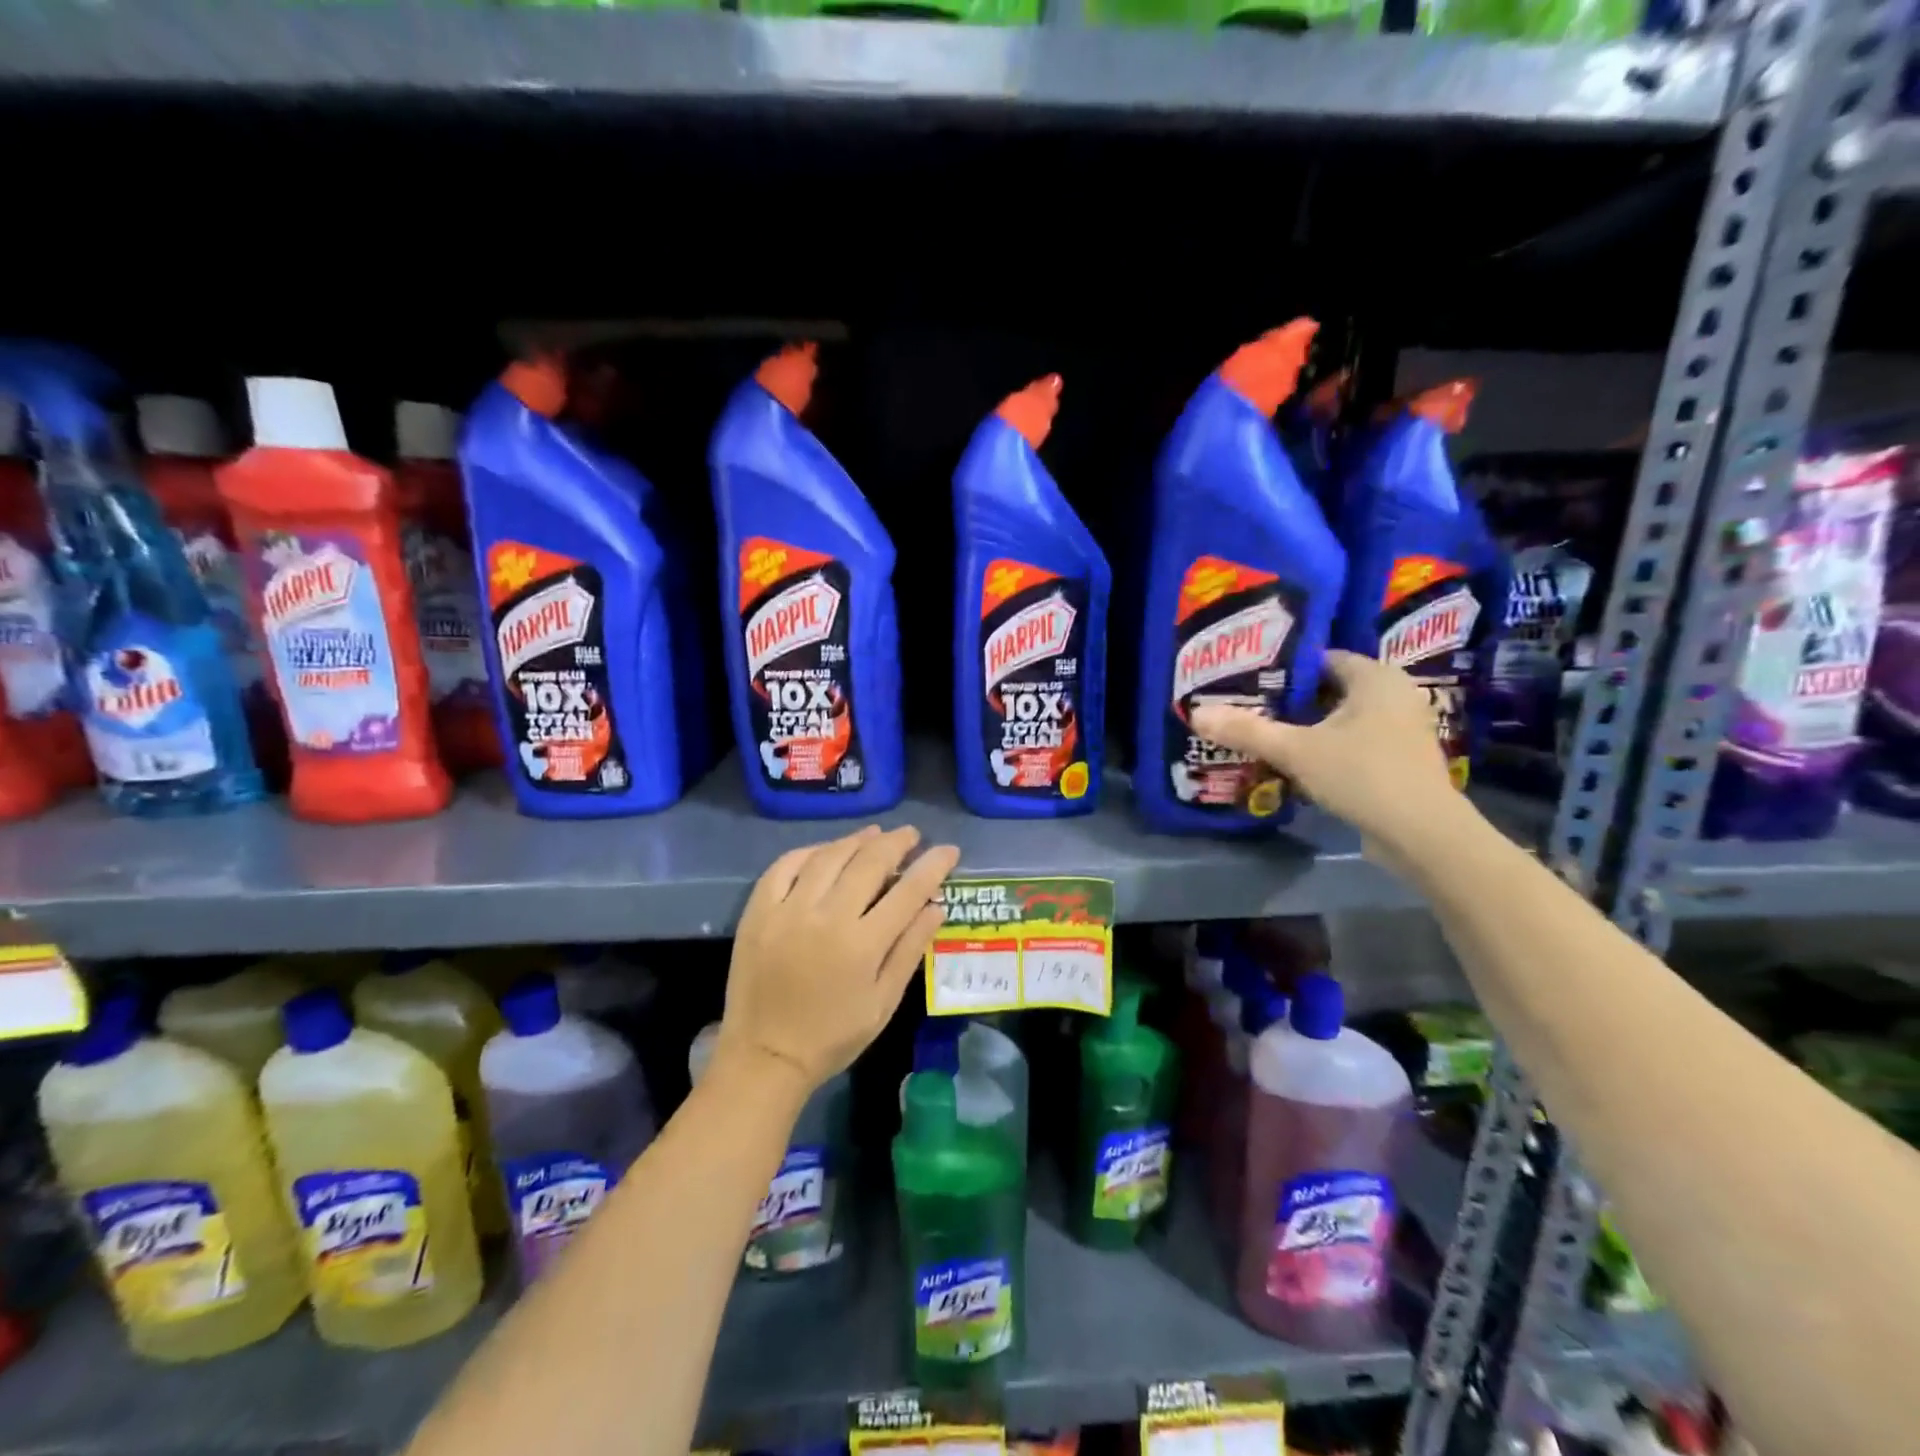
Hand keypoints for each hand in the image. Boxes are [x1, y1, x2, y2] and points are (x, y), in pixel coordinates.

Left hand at [720, 825, 960, 1092]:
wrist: (764, 1056)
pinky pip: (785, 865)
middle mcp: (827, 916)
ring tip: (875, 834)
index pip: (908, 890)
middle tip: (912, 835)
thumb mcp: (883, 1002)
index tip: (948, 850)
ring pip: (829, 856)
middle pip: (869, 862)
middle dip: (897, 842)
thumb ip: (910, 949)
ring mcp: (788, 909)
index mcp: (862, 944)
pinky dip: (810, 851)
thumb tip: (936, 907)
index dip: (933, 865)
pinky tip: (826, 850)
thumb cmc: (833, 1036)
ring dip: (857, 840)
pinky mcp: (758, 910)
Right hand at [1190, 650, 1467, 865]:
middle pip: (1329, 689)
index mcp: (1375, 676)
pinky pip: (1354, 742)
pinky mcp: (1401, 759)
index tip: (1247, 681)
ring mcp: (1402, 728)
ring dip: (1307, 728)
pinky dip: (1327, 748)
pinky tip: (1296, 763)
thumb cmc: (1362, 775)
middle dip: (1290, 701)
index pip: (1320, 659)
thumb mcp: (1295, 750)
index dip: (1282, 669)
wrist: (1422, 834)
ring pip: (1341, 719)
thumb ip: (1246, 730)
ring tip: (1264, 735)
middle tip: (1248, 708)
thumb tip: (1196, 713)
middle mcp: (1394, 693)